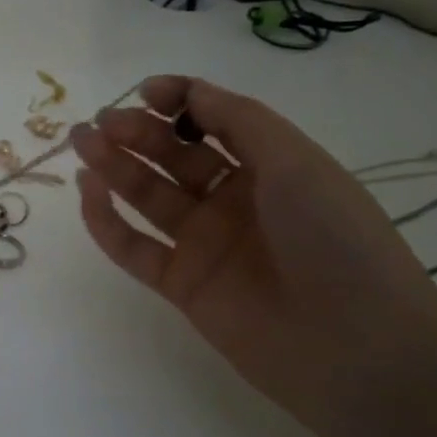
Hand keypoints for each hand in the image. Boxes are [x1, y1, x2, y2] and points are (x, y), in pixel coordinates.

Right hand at [72, 76, 436, 422]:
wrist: (354, 346)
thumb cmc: (333, 238)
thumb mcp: (295, 162)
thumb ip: (237, 120)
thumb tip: (189, 90)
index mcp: (270, 166)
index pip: (213, 123)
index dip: (178, 103)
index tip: (143, 92)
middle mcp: (234, 200)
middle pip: (173, 158)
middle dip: (136, 133)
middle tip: (99, 122)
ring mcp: (205, 244)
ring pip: (148, 197)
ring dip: (113, 167)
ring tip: (82, 143)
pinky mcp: (181, 285)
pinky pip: (135, 247)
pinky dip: (107, 221)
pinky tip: (89, 192)